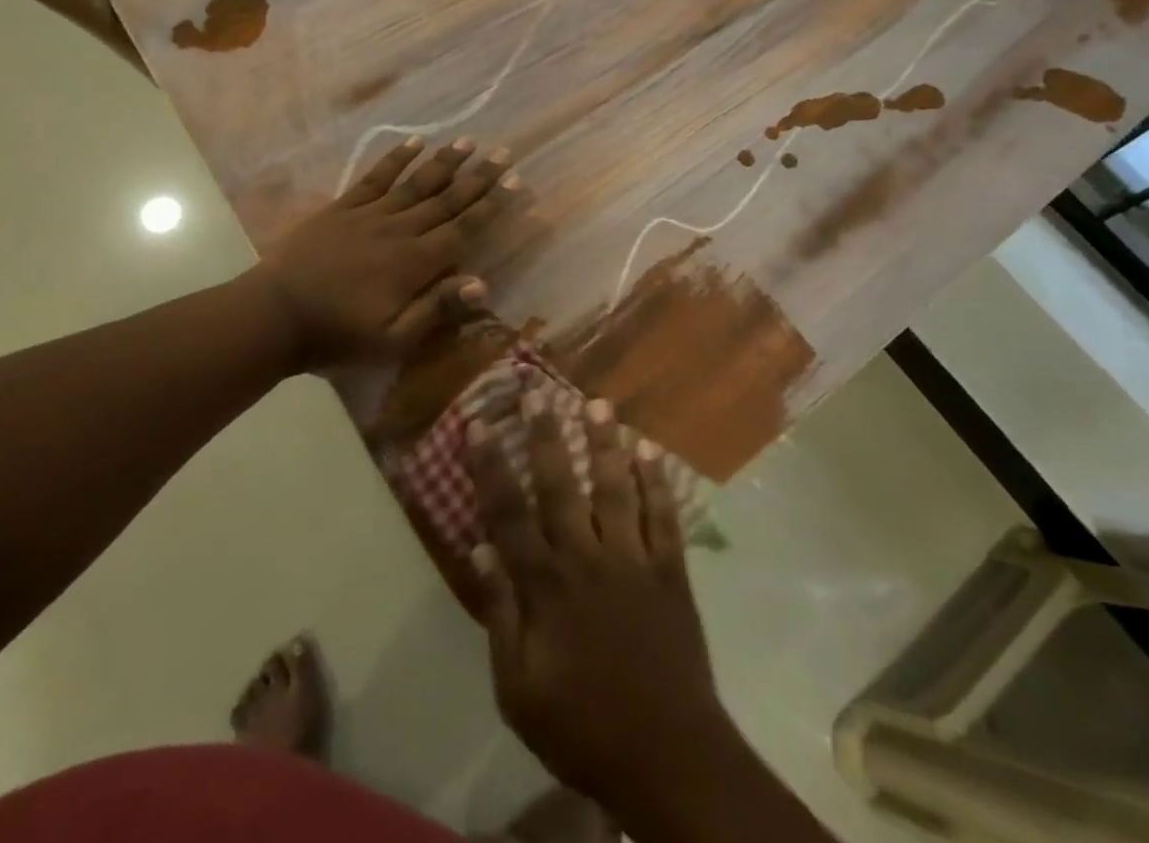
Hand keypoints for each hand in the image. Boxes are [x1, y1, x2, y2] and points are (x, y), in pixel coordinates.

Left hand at [257, 135, 520, 366]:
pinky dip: (395, 158)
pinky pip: (375, 177)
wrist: (275, 315)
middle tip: (503, 153)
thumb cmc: (338, 334)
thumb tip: (483, 283)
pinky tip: (413, 142)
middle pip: (446, 199)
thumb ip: (436, 309)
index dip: (491, 205)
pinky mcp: (343, 207)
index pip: (463, 228)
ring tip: (467, 141)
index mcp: (415, 263)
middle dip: (478, 177)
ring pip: (415, 182)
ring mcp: (369, 214)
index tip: (515, 181)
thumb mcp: (392, 339)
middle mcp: (399, 230)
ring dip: (443, 161)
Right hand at [466, 395, 733, 814]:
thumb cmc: (582, 726)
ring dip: (605, 444)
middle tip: (537, 392)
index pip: (509, 513)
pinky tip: (650, 449)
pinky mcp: (670, 570)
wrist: (667, 755)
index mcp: (546, 585)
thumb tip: (480, 550)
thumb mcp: (519, 689)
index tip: (478, 424)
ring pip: (615, 488)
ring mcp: (632, 559)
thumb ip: (500, 615)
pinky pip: (662, 516)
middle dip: (546, 436)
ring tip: (599, 404)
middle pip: (561, 486)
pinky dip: (656, 481)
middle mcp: (586, 558)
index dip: (490, 466)